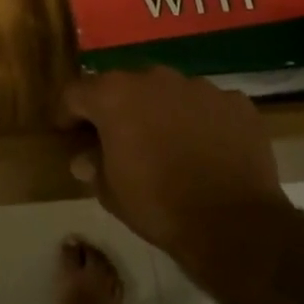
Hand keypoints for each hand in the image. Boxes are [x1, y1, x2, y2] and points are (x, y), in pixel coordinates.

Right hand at [61, 67, 288, 259]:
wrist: (234, 224)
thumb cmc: (158, 205)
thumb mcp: (110, 192)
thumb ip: (93, 165)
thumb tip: (85, 157)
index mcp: (114, 95)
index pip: (76, 93)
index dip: (68, 114)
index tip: (69, 134)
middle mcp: (154, 79)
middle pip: (123, 86)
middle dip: (117, 109)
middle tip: (118, 140)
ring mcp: (199, 87)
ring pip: (168, 93)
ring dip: (160, 112)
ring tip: (166, 145)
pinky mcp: (235, 103)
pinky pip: (206, 106)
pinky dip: (199, 122)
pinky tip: (205, 150)